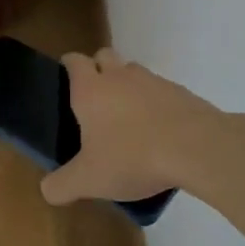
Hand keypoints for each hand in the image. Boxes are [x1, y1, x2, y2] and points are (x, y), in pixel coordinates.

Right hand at [41, 48, 220, 205]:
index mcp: (91, 89)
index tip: (65, 80)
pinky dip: (155, 103)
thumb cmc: (132, 157)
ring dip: (127, 86)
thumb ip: (62, 185)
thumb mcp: (89, 180)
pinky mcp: (181, 93)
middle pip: (104, 56)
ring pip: (134, 72)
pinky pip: (160, 91)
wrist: (196, 148)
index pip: (74, 61)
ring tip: (128, 119)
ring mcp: (153, 81)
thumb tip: (48, 189)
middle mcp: (120, 76)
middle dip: (98, 69)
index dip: (68, 66)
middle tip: (95, 100)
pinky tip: (158, 132)